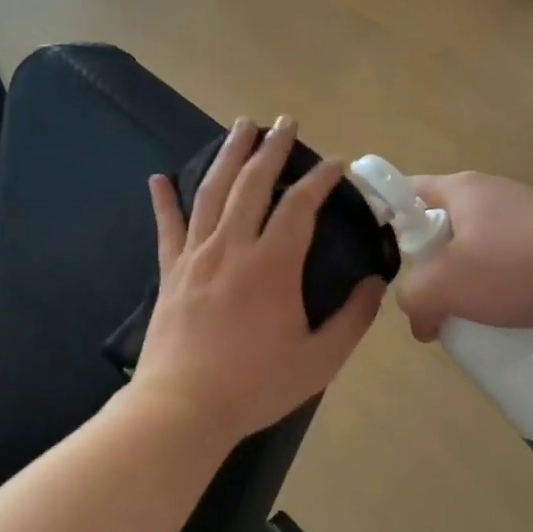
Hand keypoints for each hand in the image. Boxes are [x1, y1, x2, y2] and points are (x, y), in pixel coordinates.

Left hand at [133, 117, 385, 444]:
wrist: (182, 408)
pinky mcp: (170, 273)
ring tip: (240, 127)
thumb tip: (374, 284)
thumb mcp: (320, 360)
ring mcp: (195, 257)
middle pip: (252, 183)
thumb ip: (353, 320)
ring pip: (211, 192)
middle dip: (272, 148)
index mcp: (272, 265)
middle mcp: (232, 247)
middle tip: (284, 122)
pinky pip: (167, 227)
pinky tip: (158, 178)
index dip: (321, 179)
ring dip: (228, 156)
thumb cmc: (255, 386)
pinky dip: (163, 200)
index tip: (337, 163)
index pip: (300, 205)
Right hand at [394, 171, 532, 341]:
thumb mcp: (446, 285)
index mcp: (460, 189)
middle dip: (427, 267)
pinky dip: (496, 290)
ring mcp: (525, 217)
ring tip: (460, 319)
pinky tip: (500, 319)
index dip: (385, 220)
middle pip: (440, 227)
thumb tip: (419, 318)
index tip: (380, 261)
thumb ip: (413, 297)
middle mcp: (491, 194)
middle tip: (423, 302)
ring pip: (474, 251)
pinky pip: (507, 265)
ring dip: (462, 284)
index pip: (405, 191)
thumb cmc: (517, 269)